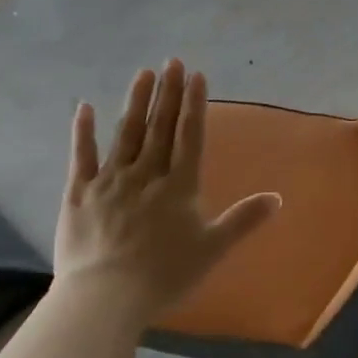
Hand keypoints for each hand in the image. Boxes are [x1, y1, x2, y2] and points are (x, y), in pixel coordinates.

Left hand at [55, 60, 281, 321]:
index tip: (196, 74)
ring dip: (136, 102)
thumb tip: (277, 198)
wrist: (105, 297)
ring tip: (144, 73)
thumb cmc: (164, 275)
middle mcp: (146, 174)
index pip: (189, 136)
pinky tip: (84, 107)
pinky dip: (83, 131)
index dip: (194, 104)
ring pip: (126, 134)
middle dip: (168, 93)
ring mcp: (110, 180)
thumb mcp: (212, 249)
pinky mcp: (79, 193)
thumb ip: (243, 220)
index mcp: (178, 186)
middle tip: (172, 60)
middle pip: (159, 127)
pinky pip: (82, 157)